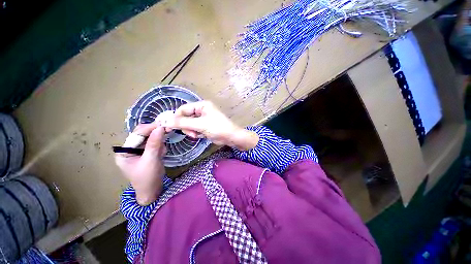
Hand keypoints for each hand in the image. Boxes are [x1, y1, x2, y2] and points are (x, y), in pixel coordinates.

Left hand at [115, 123, 165, 204]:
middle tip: (167, 130)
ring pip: (151, 138)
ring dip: (159, 142)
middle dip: (155, 134)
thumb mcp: (151, 160)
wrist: (153, 191)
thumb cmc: (148, 178)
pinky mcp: (147, 153)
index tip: (163, 124)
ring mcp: (139, 151)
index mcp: (124, 151)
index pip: (137, 135)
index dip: (149, 128)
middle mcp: (130, 149)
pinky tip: (161, 154)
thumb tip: (160, 128)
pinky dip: (160, 147)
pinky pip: (155, 144)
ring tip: (161, 152)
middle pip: (143, 135)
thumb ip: (154, 143)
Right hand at [164, 101, 258, 150]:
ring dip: (191, 131)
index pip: (183, 109)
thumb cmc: (217, 128)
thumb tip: (165, 121)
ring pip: (189, 124)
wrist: (231, 137)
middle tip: (191, 133)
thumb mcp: (200, 125)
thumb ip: (183, 123)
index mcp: (202, 105)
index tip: (170, 127)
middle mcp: (202, 110)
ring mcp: (203, 119)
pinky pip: (195, 129)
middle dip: (186, 126)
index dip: (176, 118)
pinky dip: (196, 133)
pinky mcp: (205, 126)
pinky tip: (200, 136)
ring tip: (196, 135)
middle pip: (185, 117)